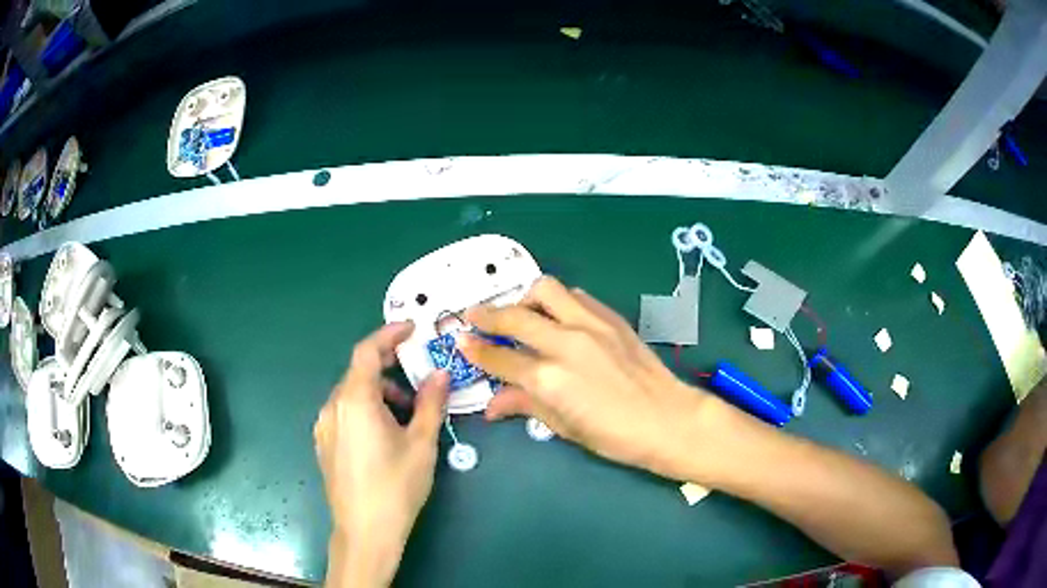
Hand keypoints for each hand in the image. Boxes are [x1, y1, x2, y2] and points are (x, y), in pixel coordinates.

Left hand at [315, 322, 448, 587]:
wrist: (365, 532)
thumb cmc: (396, 486)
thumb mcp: (421, 444)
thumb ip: (431, 403)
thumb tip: (441, 374)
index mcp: (354, 400)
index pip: (367, 352)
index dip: (389, 334)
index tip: (412, 329)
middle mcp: (332, 407)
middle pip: (359, 374)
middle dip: (390, 371)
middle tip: (419, 382)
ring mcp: (324, 427)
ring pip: (351, 395)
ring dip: (379, 394)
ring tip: (407, 417)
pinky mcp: (323, 445)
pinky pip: (344, 414)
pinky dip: (365, 410)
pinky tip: (384, 435)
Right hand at [458, 276, 710, 479]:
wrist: (667, 419)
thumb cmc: (614, 435)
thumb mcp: (563, 427)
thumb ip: (525, 405)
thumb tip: (493, 404)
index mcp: (549, 379)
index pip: (499, 358)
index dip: (475, 350)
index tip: (460, 341)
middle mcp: (565, 343)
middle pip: (513, 317)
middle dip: (486, 315)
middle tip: (473, 316)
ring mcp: (590, 324)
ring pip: (545, 290)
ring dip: (524, 298)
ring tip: (521, 313)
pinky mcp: (611, 317)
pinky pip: (576, 296)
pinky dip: (558, 301)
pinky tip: (558, 317)